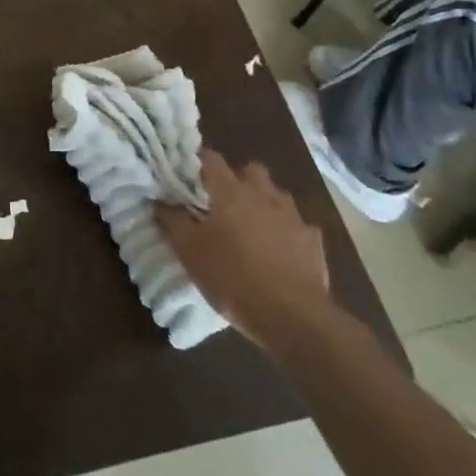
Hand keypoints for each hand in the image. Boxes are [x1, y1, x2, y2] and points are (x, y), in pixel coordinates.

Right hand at [157, 151, 330, 347]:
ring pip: (278, 195)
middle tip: (224, 200)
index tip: (189, 172)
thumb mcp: (189, 252)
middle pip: (252, 170)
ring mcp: (293, 217)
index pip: (212, 159)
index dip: (199, 161)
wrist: (292, 316)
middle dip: (239, 178)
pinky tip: (280, 250)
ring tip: (252, 225)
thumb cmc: (232, 277)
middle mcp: (264, 195)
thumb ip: (172, 221)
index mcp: (230, 192)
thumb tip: (161, 201)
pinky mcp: (314, 241)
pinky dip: (288, 231)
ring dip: (265, 202)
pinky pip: (299, 225)